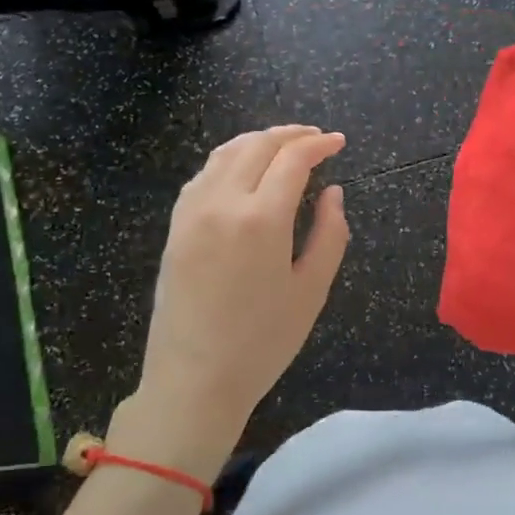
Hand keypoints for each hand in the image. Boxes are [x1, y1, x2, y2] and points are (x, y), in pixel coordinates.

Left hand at [113, 125, 348, 481]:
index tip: (339, 142)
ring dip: (258, 141)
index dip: (319, 144)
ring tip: (283, 147)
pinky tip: (243, 171)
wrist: (194, 379)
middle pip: (257, 145)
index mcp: (261, 219)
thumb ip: (330, 234)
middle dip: (291, 135)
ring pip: (225, 153)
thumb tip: (333, 192)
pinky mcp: (176, 226)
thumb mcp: (312, 290)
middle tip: (316, 139)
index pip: (292, 159)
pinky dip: (229, 159)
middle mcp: (222, 202)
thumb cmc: (263, 342)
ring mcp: (192, 212)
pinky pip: (204, 174)